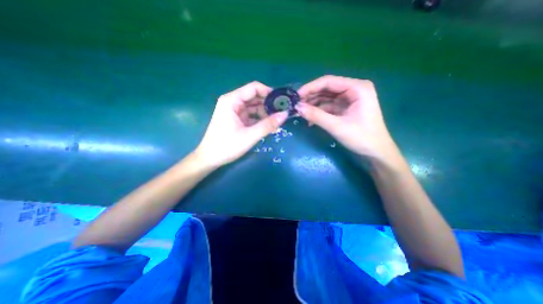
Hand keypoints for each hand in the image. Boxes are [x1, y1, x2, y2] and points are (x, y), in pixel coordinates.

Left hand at [194, 81, 287, 167]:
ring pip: (254, 107)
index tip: (282, 101)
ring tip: (278, 120)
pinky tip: (268, 125)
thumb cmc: (226, 146)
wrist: (210, 159)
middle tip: (283, 111)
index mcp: (232, 100)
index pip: (254, 88)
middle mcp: (232, 102)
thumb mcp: (249, 136)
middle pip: (255, 97)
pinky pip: (251, 115)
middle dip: (269, 104)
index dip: (269, 92)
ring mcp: (234, 111)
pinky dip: (260, 119)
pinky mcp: (236, 119)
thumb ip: (268, 125)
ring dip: (265, 113)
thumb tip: (285, 114)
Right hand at [295, 75, 396, 160]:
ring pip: (326, 98)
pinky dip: (319, 112)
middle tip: (295, 105)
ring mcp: (350, 99)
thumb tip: (297, 108)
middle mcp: (353, 90)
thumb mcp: (337, 126)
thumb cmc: (362, 138)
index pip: (329, 81)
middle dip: (310, 97)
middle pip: (327, 89)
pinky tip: (310, 120)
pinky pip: (329, 107)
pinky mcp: (346, 109)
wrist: (376, 153)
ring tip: (300, 113)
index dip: (310, 87)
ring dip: (313, 105)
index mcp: (357, 88)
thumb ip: (316, 116)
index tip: (296, 96)